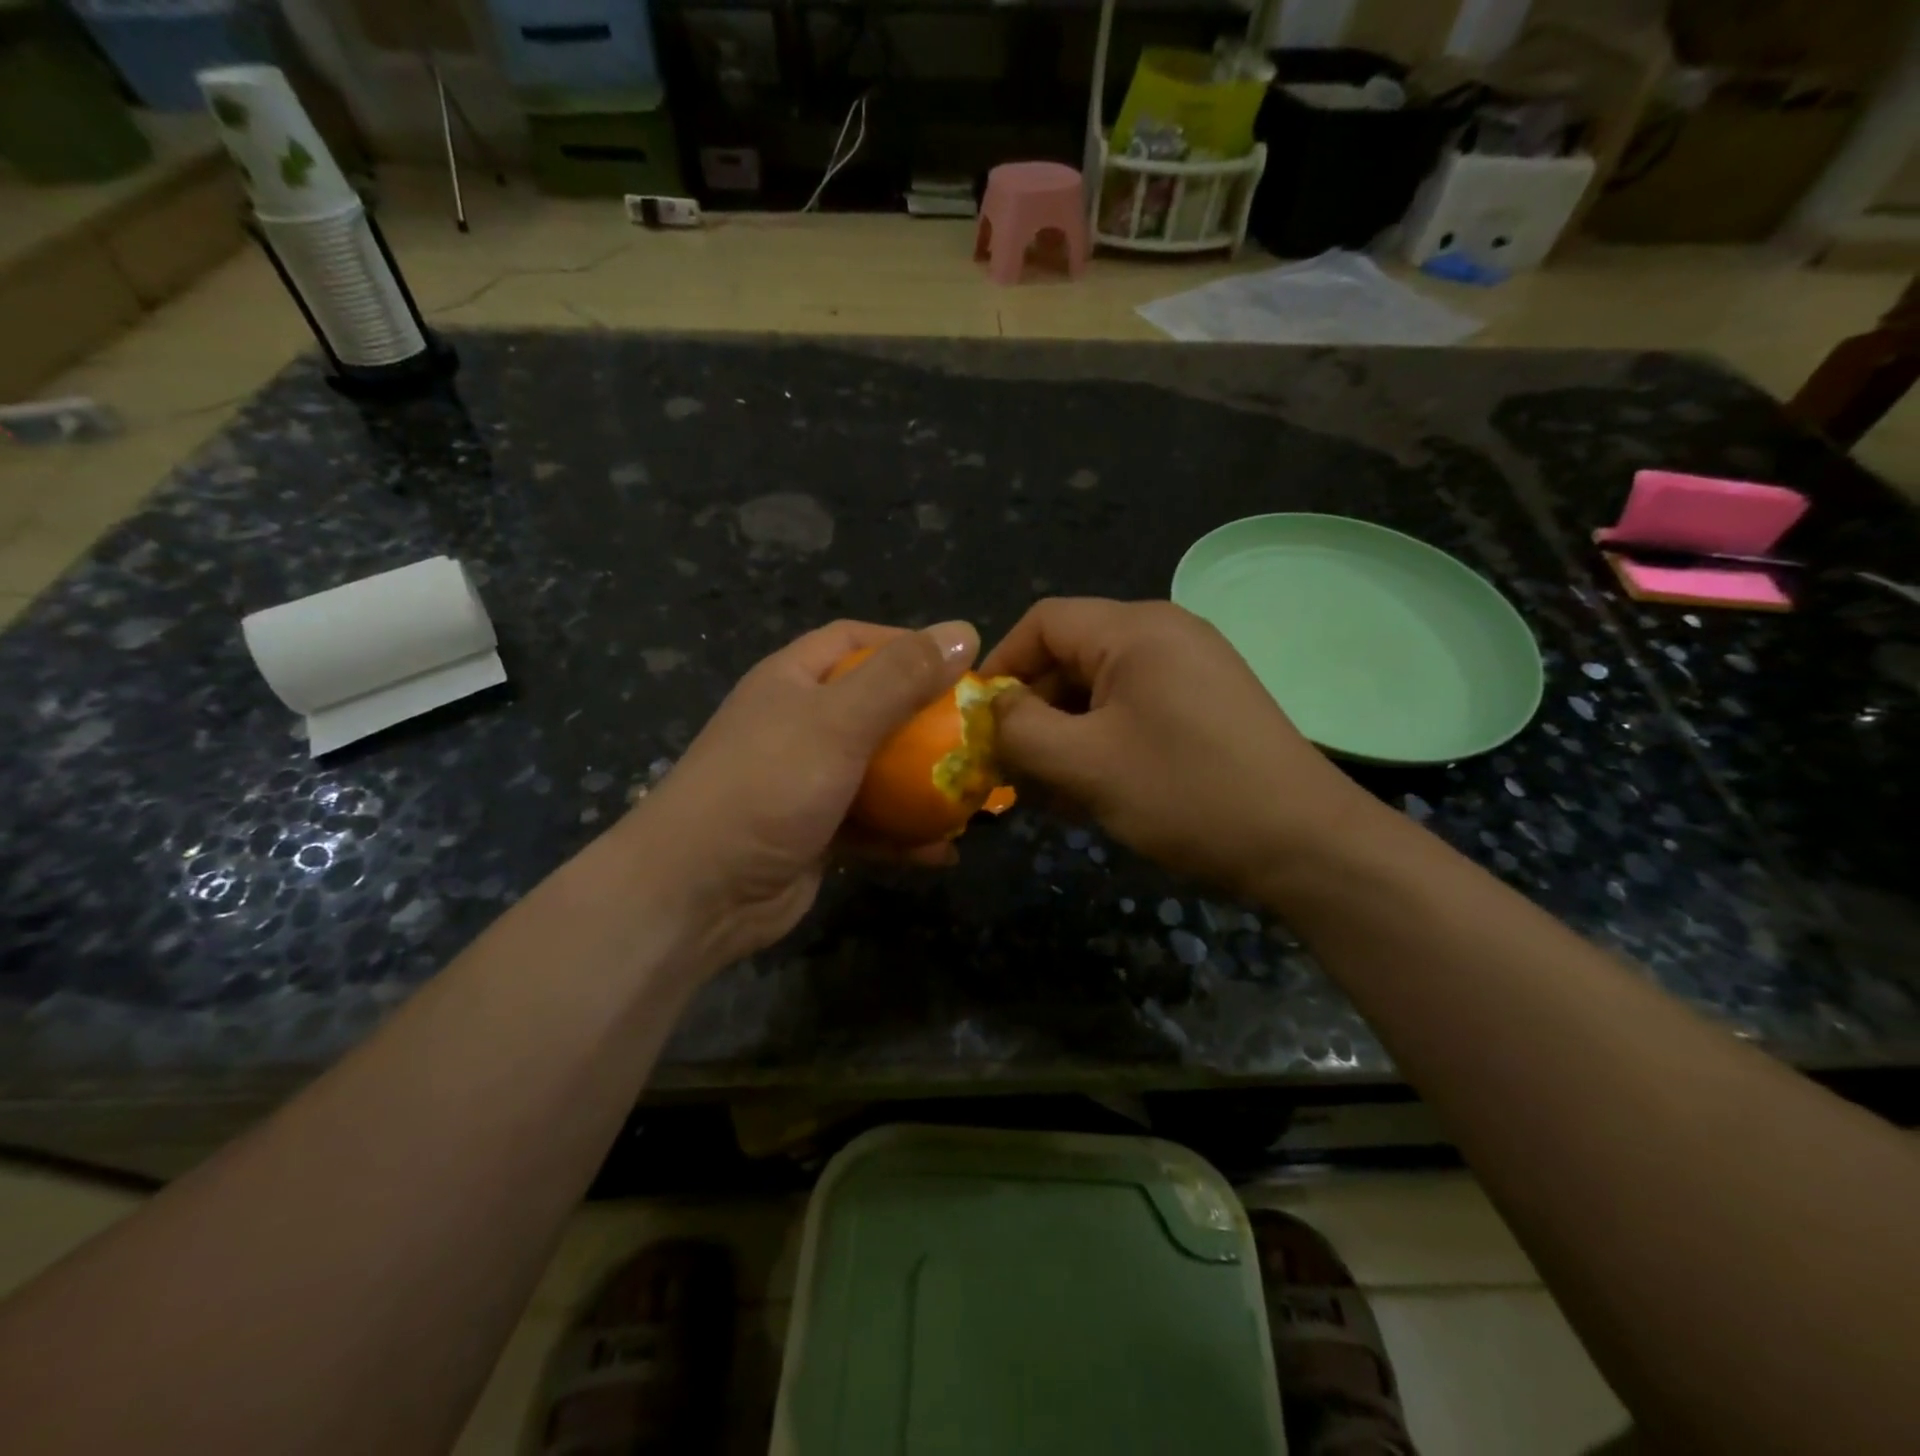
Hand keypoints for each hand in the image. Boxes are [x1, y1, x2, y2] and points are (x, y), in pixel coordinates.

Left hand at [620, 619, 977, 970]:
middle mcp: (798, 725)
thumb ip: (901, 677)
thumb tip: (964, 630)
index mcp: (792, 681)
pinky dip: (905, 836)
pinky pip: (872, 825)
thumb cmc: (767, 786)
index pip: (853, 640)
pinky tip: (944, 850)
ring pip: (878, 771)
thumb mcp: (838, 721)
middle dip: (926, 720)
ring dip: (923, 784)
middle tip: (978, 734)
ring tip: (974, 794)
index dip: (905, 644)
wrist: (699, 893)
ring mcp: (806, 782)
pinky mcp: (816, 833)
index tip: (958, 662)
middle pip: (873, 707)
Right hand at [981, 598, 1378, 900]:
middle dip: (1032, 710)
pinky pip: (1134, 711)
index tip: (976, 720)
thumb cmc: (1186, 793)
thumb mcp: (1084, 764)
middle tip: (1008, 767)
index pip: (1043, 622)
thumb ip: (1018, 729)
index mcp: (1135, 629)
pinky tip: (1090, 790)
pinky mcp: (1207, 705)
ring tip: (1046, 790)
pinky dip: (1102, 742)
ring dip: (1064, 734)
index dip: (1000, 665)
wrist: (1304, 844)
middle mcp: (1165, 634)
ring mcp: (1192, 669)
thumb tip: (990, 709)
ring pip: (1100, 690)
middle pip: (1071, 656)